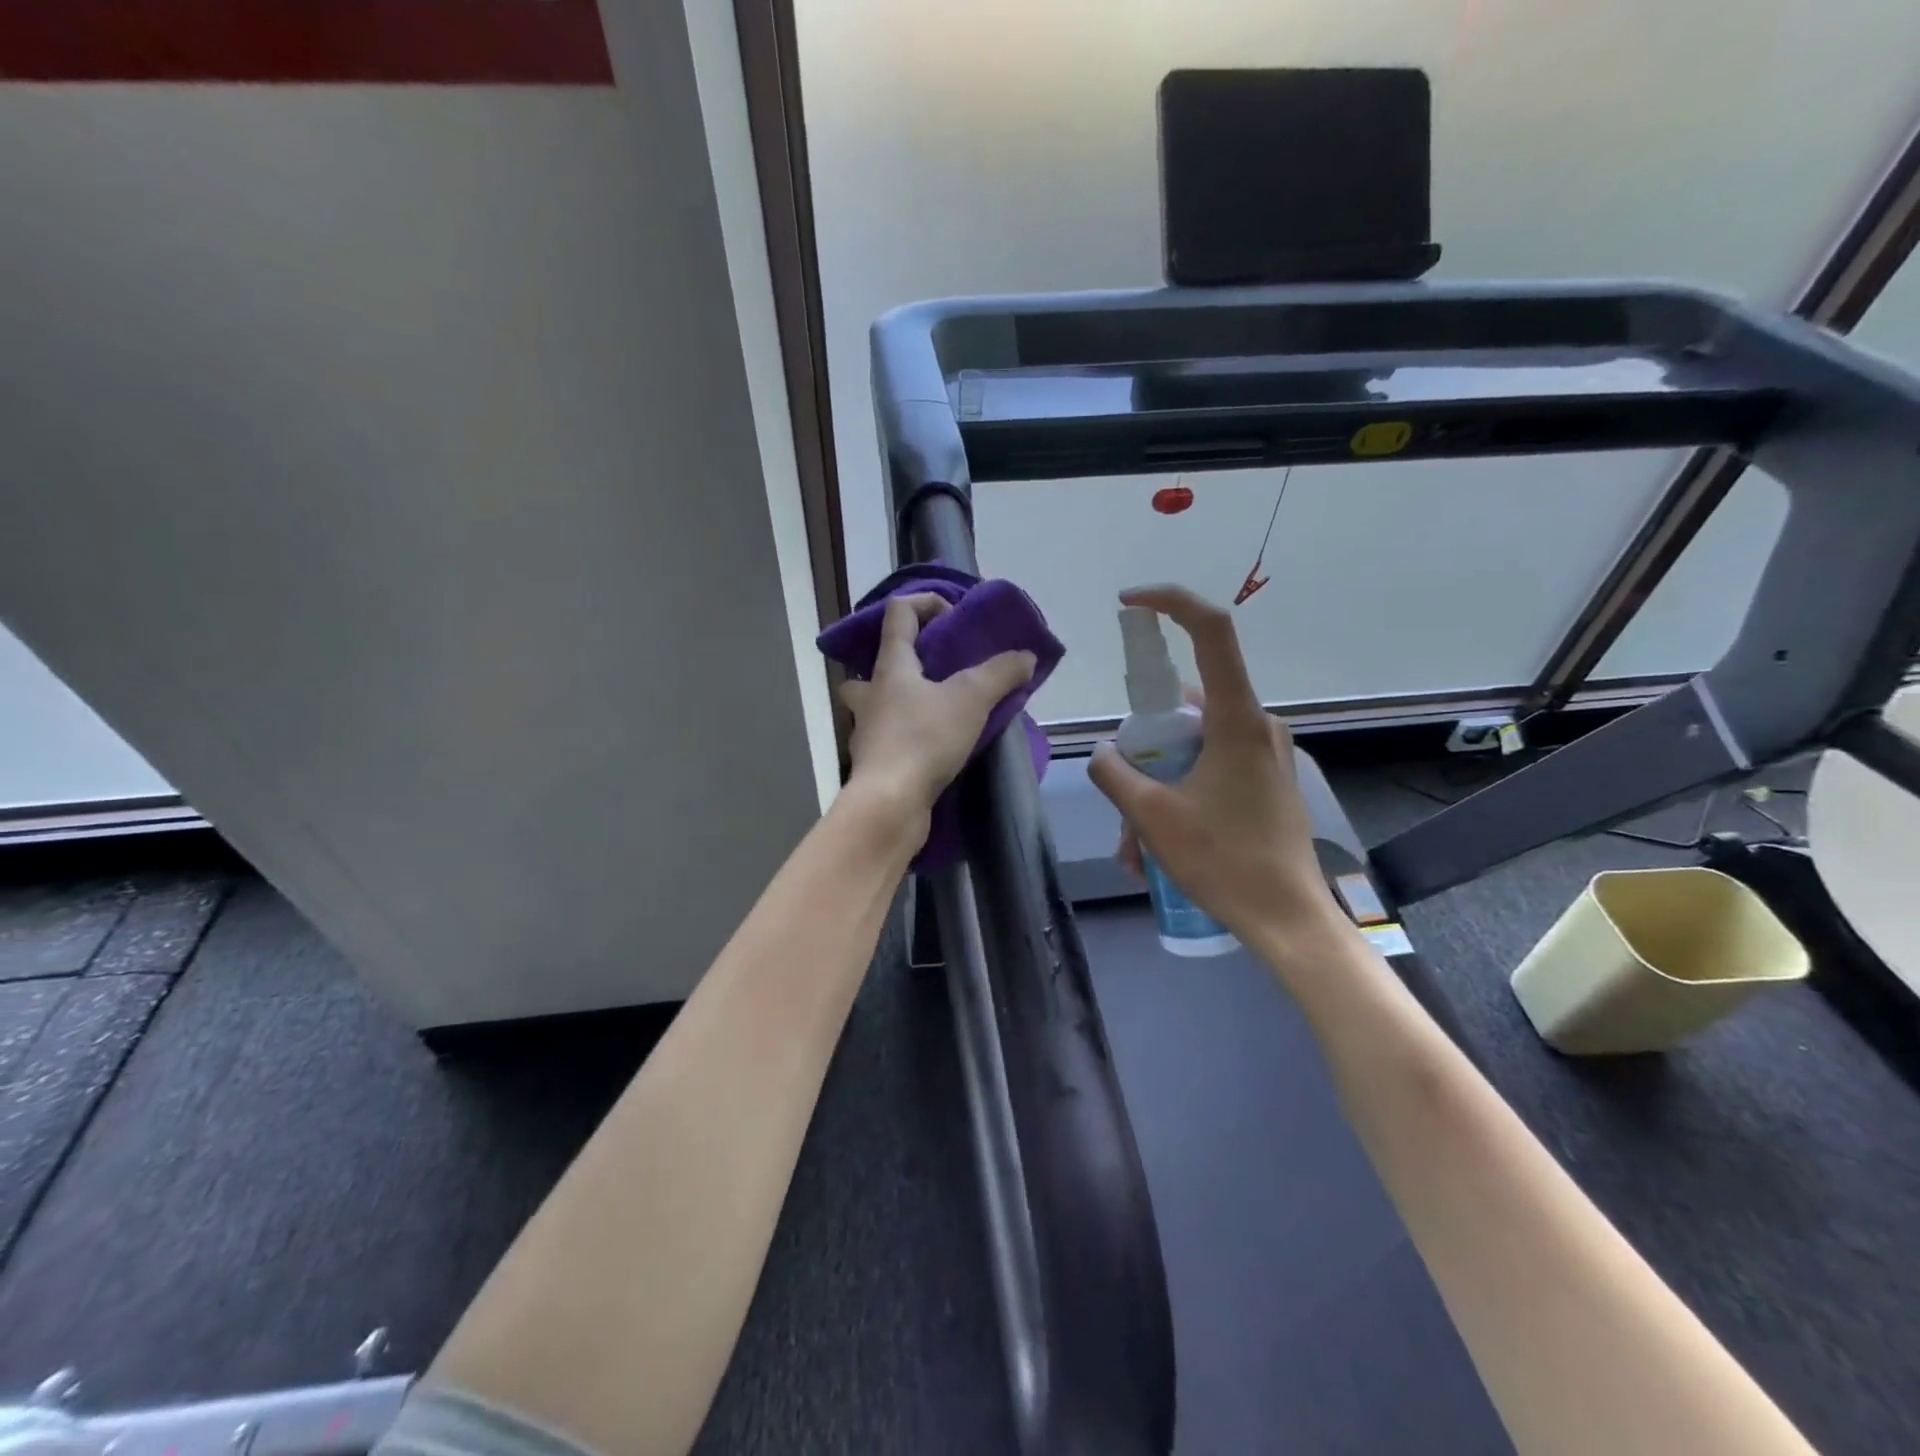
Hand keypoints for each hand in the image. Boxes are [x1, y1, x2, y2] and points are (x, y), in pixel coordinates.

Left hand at [839, 593, 1037, 825]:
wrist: (890, 804)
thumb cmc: (924, 739)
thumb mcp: (971, 699)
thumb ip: (1000, 673)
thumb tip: (1026, 656)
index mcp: (890, 666)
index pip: (898, 612)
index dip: (926, 602)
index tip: (955, 618)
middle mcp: (871, 693)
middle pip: (877, 662)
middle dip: (904, 659)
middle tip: (937, 670)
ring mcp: (868, 729)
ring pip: (880, 703)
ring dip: (905, 700)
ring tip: (941, 710)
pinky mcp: (875, 763)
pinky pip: (891, 736)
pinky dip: (911, 734)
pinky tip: (937, 745)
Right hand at [1088, 585, 1337, 945]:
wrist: (1289, 920)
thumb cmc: (1224, 861)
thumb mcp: (1152, 817)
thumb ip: (1115, 773)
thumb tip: (1103, 753)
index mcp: (1236, 719)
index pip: (1211, 631)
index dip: (1170, 603)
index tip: (1130, 603)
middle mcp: (1257, 725)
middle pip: (1186, 706)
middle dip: (1144, 750)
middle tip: (1123, 802)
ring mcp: (1266, 753)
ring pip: (1193, 747)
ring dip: (1157, 786)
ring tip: (1136, 849)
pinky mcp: (1266, 780)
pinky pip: (1211, 769)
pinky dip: (1179, 795)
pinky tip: (1158, 849)